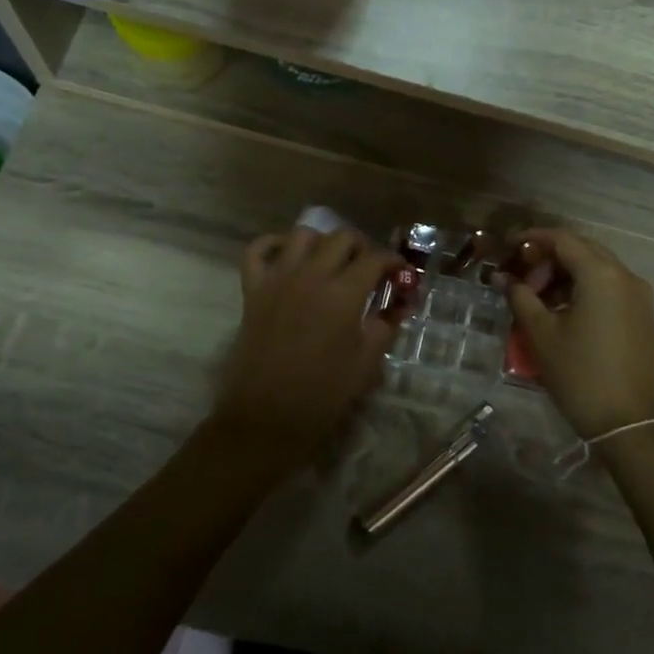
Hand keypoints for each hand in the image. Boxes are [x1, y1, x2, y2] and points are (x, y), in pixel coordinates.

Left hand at [215, 227, 401, 472]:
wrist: (266, 418)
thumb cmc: (323, 394)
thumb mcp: (366, 362)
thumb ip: (385, 326)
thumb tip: (399, 305)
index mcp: (344, 294)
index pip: (375, 259)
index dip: (394, 263)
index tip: (400, 275)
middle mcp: (311, 275)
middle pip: (341, 238)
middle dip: (361, 248)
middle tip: (367, 269)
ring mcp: (278, 279)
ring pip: (302, 235)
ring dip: (322, 242)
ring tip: (330, 262)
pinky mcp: (253, 290)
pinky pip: (257, 250)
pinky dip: (272, 245)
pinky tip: (286, 256)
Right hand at [504, 228, 653, 438]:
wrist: (629, 423)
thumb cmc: (580, 374)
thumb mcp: (541, 334)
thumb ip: (520, 297)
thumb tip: (502, 277)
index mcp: (601, 274)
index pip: (563, 239)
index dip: (532, 238)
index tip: (508, 248)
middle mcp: (625, 276)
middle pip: (582, 249)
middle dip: (548, 257)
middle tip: (521, 277)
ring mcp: (639, 296)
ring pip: (597, 268)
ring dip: (565, 274)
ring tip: (538, 299)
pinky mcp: (642, 314)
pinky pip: (609, 286)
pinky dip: (583, 288)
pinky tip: (562, 311)